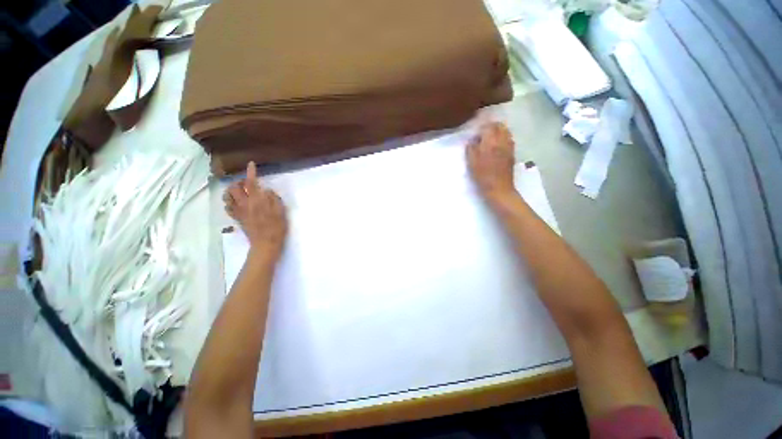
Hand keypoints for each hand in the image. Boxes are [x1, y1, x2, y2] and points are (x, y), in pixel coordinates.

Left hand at [223, 162, 287, 259]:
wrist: (266, 243)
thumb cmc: (277, 227)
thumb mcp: (281, 211)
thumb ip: (273, 198)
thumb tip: (266, 190)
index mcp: (257, 201)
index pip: (251, 183)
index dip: (250, 172)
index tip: (251, 164)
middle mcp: (245, 204)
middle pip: (234, 187)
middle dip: (239, 182)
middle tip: (247, 183)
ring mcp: (239, 211)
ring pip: (227, 196)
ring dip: (232, 190)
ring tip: (239, 191)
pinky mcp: (237, 218)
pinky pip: (227, 207)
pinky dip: (230, 202)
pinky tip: (236, 203)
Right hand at [466, 122, 516, 201]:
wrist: (499, 188)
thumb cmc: (483, 176)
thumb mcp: (472, 163)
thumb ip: (471, 149)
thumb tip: (472, 141)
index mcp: (491, 142)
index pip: (488, 126)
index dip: (481, 128)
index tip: (475, 134)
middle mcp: (502, 141)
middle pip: (500, 126)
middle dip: (491, 127)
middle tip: (483, 134)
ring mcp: (509, 147)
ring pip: (506, 131)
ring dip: (498, 132)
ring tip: (490, 139)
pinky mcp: (512, 153)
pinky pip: (509, 140)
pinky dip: (503, 138)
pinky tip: (497, 146)